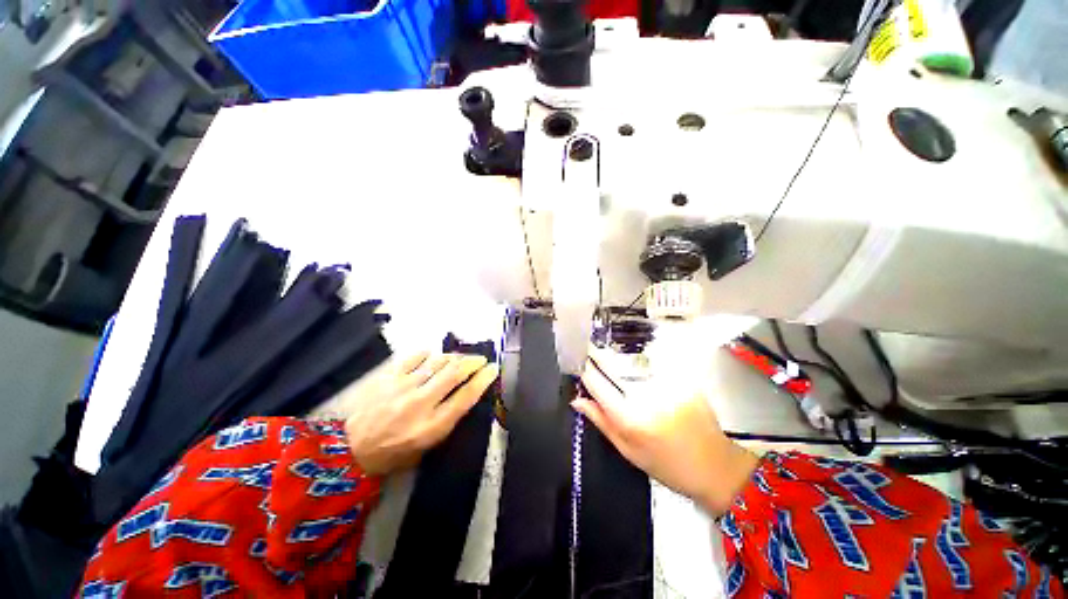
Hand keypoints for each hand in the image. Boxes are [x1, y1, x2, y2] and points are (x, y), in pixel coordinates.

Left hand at [344, 352, 498, 475]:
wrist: (352, 449)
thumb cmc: (396, 453)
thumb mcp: (429, 445)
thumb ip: (449, 419)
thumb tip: (466, 393)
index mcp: (432, 425)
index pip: (466, 396)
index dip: (483, 380)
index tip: (493, 369)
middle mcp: (421, 403)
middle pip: (454, 373)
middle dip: (473, 362)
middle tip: (481, 359)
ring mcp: (404, 387)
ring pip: (437, 362)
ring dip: (454, 357)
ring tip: (459, 359)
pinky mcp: (389, 377)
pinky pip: (415, 357)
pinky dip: (429, 354)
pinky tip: (432, 357)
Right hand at [573, 358, 757, 514]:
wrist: (715, 467)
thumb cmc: (666, 465)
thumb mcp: (628, 450)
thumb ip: (601, 421)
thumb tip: (577, 400)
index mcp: (630, 418)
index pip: (597, 383)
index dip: (585, 370)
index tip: (578, 362)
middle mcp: (647, 397)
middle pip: (614, 367)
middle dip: (599, 357)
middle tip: (591, 351)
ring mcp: (667, 385)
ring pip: (634, 362)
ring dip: (620, 359)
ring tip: (616, 361)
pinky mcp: (683, 380)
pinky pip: (655, 365)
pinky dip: (644, 365)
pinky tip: (642, 370)